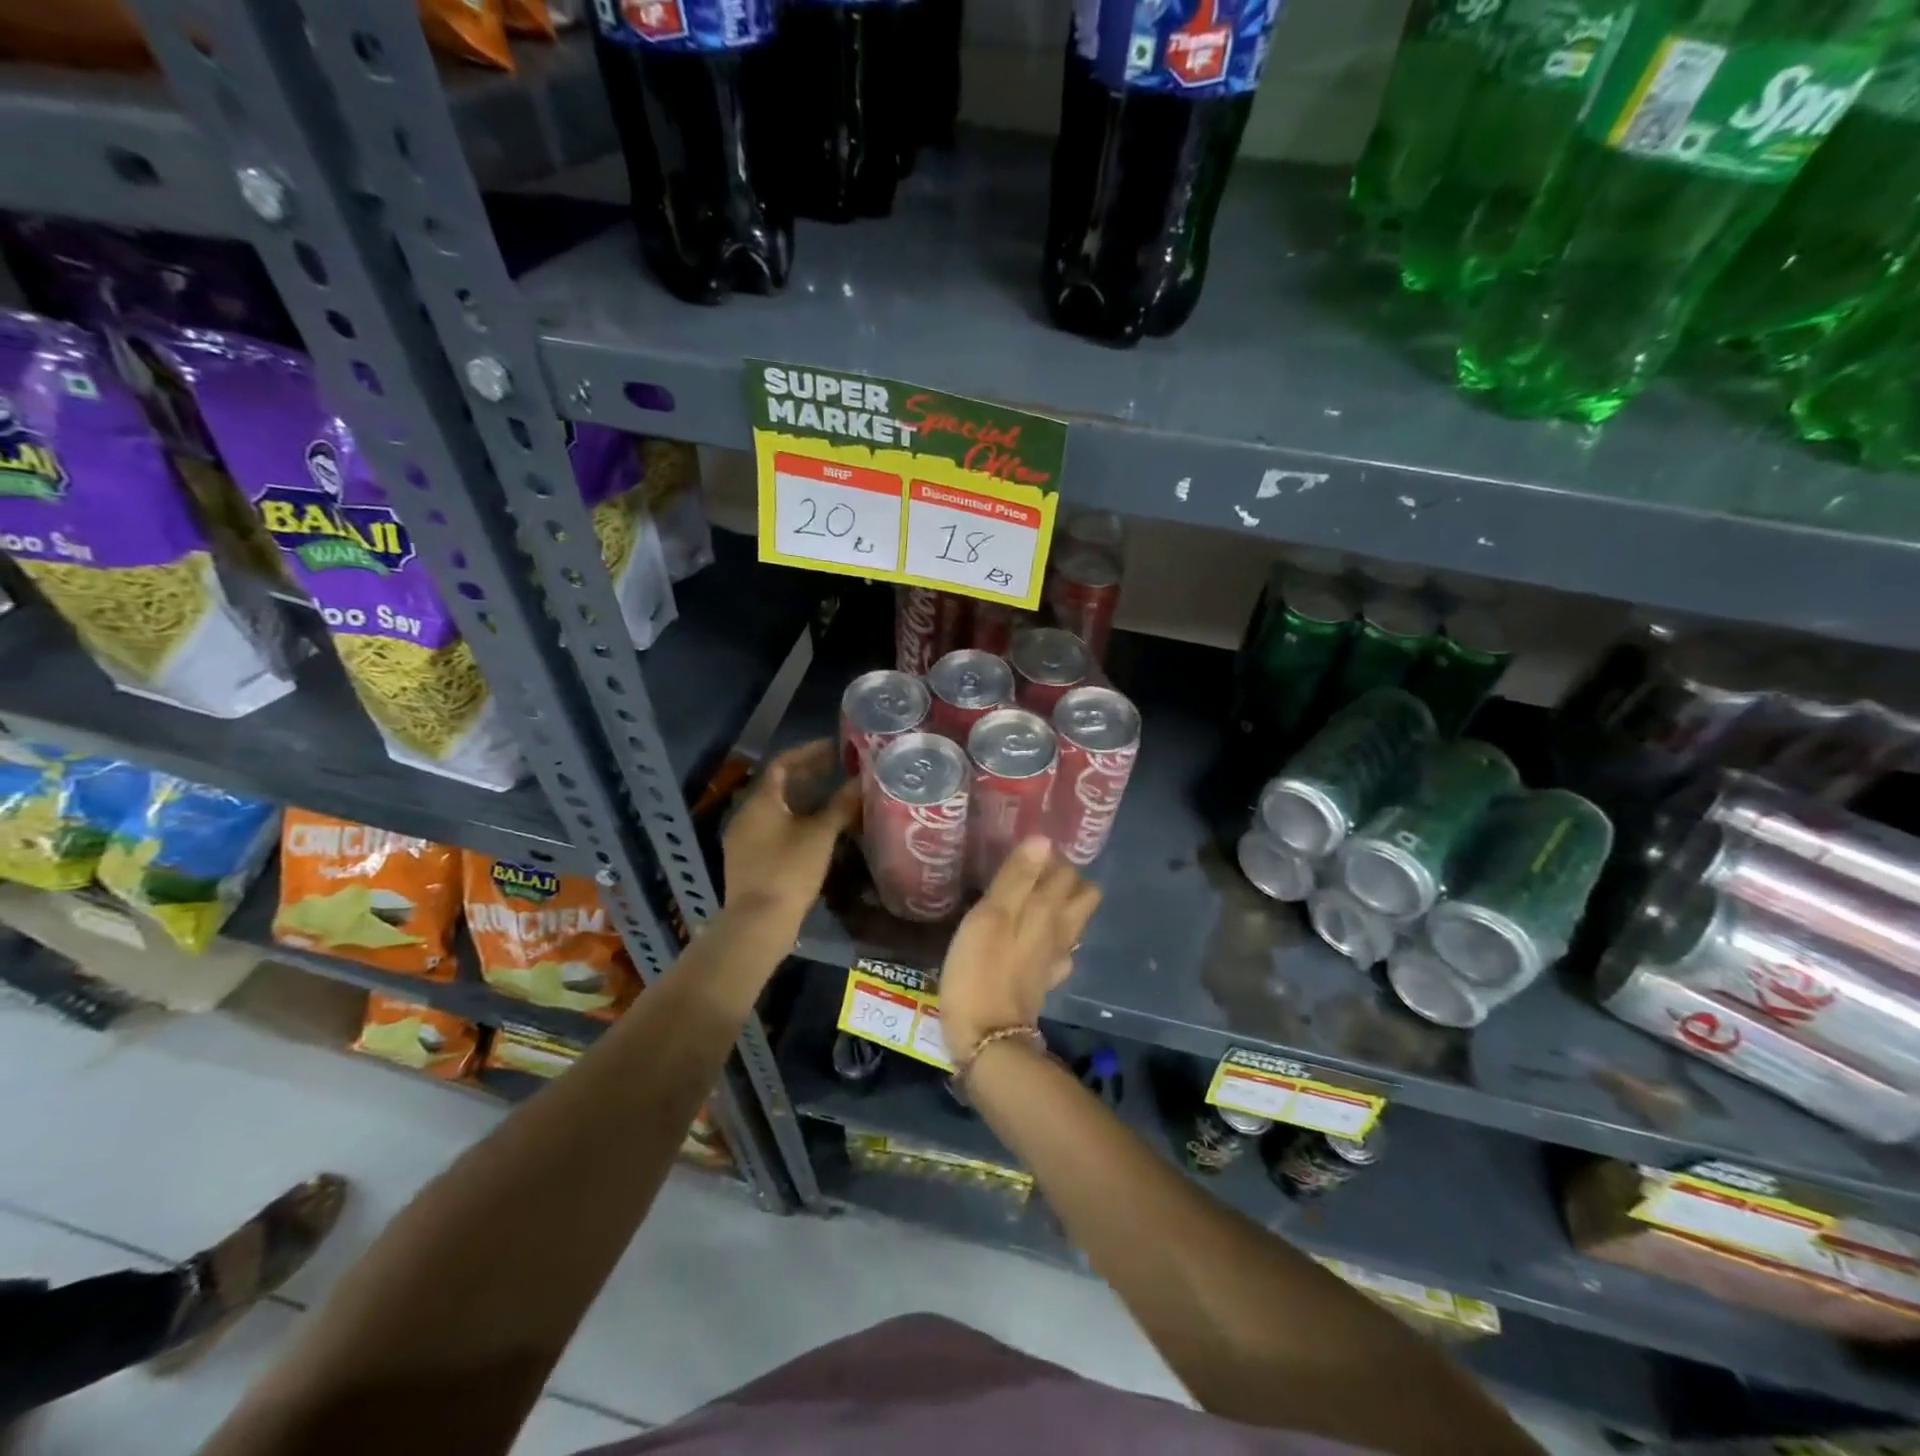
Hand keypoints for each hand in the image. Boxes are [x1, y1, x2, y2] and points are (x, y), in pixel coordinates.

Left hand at [722, 740, 859, 929]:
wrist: (758, 923)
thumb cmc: (789, 870)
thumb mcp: (821, 835)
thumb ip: (841, 806)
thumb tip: (862, 782)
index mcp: (760, 801)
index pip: (782, 764)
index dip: (808, 752)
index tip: (833, 748)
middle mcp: (746, 814)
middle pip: (777, 786)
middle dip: (807, 776)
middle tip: (836, 771)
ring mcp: (743, 839)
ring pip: (775, 809)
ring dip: (802, 801)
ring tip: (831, 801)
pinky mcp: (747, 861)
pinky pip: (772, 829)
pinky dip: (794, 822)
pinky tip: (815, 833)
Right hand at [940, 837, 1100, 1060]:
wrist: (987, 1038)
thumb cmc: (981, 970)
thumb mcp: (991, 916)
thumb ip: (1016, 878)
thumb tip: (1043, 840)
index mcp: (1049, 909)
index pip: (1066, 869)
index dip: (1051, 855)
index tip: (1026, 849)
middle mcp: (1061, 931)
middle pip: (1082, 894)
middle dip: (1065, 878)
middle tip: (1029, 872)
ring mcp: (1055, 959)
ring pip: (1072, 922)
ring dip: (1058, 906)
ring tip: (1026, 898)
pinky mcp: (1043, 981)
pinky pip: (1057, 950)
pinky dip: (1048, 937)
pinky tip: (1027, 938)